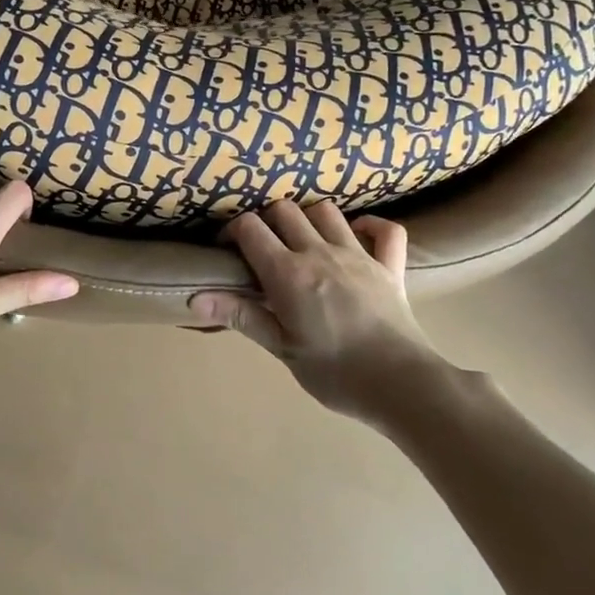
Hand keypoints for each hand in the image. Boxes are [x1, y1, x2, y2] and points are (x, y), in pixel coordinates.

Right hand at [190, 204, 448, 422]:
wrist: (401, 384)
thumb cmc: (334, 373)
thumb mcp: (281, 348)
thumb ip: (240, 316)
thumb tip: (194, 299)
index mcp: (288, 273)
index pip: (250, 228)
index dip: (232, 230)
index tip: (227, 249)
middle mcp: (320, 252)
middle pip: (285, 210)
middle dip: (267, 220)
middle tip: (262, 248)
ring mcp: (358, 254)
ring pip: (327, 211)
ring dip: (309, 218)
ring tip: (302, 241)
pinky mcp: (390, 266)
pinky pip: (385, 230)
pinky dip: (369, 226)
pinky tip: (356, 237)